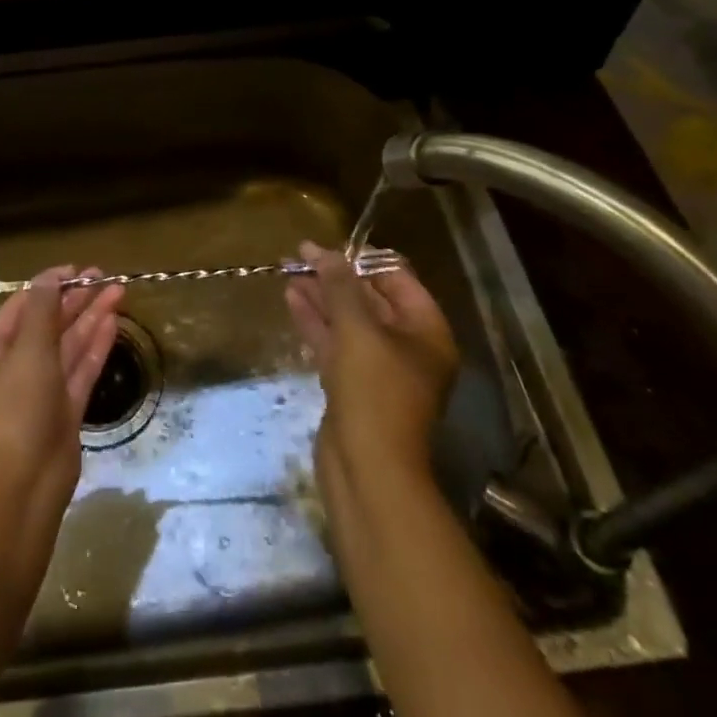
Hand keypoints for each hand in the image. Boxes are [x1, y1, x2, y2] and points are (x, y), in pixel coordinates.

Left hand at [0, 268, 123, 516]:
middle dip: (74, 300)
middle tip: (104, 276)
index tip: (78, 270)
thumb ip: (43, 311)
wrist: (22, 488)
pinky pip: (79, 370)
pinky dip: (95, 346)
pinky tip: (112, 322)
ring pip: (67, 346)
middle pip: (47, 325)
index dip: (49, 286)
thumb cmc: (16, 410)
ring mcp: (40, 391)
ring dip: (90, 319)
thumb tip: (51, 277)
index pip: (21, 308)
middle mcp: (12, 368)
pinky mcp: (63, 411)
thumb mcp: (28, 351)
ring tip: (118, 291)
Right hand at [286, 240, 458, 497]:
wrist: (368, 471)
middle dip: (336, 276)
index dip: (364, 259)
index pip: (398, 280)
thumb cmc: (374, 392)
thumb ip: (340, 286)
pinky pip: (335, 343)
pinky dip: (315, 321)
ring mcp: (379, 370)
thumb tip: (323, 252)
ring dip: (321, 296)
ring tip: (290, 271)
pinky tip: (291, 299)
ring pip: (348, 321)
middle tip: (302, 255)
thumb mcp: (358, 330)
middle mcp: (407, 348)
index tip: (330, 246)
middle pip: (371, 299)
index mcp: (426, 333)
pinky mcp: (353, 387)